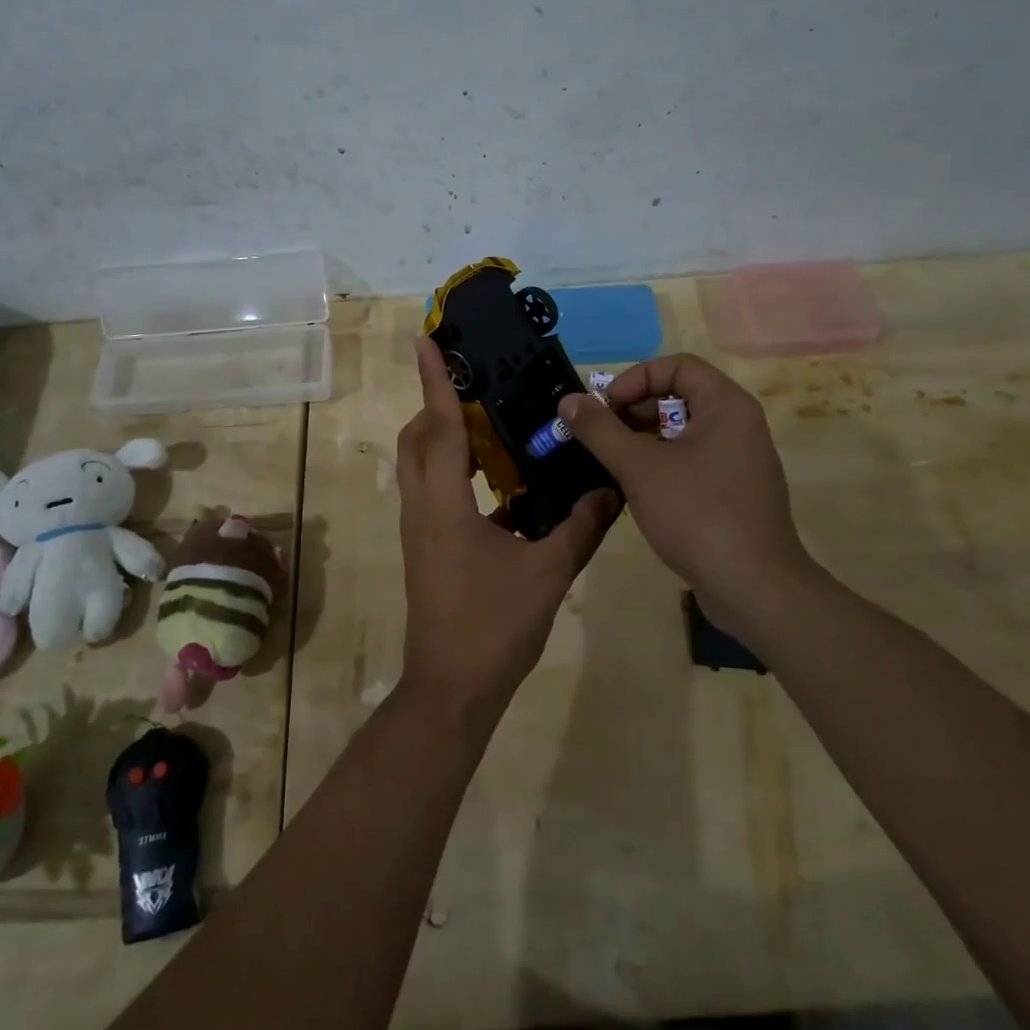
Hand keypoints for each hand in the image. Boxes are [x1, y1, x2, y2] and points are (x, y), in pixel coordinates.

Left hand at [395, 337, 619, 730]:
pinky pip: (436, 491)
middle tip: (475, 384)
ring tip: (490, 424)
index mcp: (443, 503)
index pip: (439, 426)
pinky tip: (502, 485)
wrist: (451, 690)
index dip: (434, 379)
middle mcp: (422, 506)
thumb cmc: (493, 627)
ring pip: (422, 464)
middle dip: (439, 404)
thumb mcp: (547, 574)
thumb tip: (611, 489)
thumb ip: (581, 527)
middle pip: (419, 438)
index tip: (427, 339)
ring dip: (447, 438)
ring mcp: (419, 527)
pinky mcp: (426, 546)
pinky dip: (459, 473)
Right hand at [559, 354, 806, 633]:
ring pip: (683, 430)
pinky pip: (693, 459)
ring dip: (643, 438)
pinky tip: (637, 488)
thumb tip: (569, 400)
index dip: (635, 379)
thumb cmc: (698, 514)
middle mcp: (739, 424)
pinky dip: (662, 463)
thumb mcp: (639, 468)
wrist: (754, 589)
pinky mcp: (734, 490)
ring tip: (612, 462)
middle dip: (634, 410)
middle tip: (602, 436)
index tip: (606, 409)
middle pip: (679, 395)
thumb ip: (600, 430)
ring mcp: (739, 459)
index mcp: (726, 405)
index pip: (676, 365)